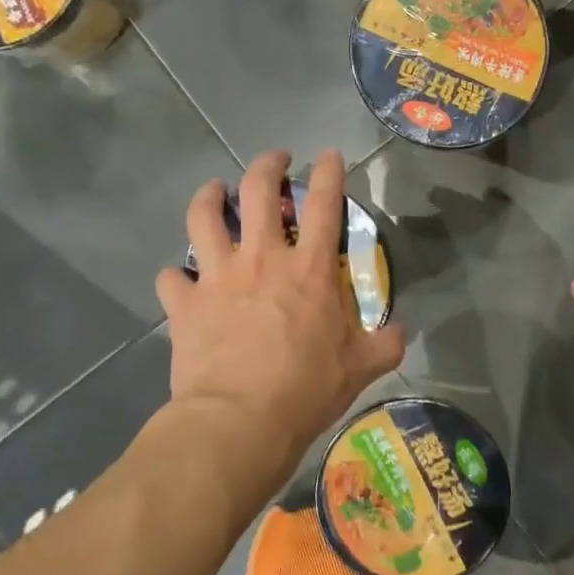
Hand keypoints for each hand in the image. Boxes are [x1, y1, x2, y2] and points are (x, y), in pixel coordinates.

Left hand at [157, 149, 404, 477]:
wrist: (240, 420)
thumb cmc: (306, 390)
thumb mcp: (360, 369)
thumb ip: (385, 345)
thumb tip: (401, 333)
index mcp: (310, 269)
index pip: (325, 204)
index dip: (328, 172)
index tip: (328, 154)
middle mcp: (263, 258)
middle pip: (259, 190)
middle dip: (268, 164)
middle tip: (274, 160)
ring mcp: (218, 276)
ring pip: (204, 215)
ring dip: (209, 196)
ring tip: (215, 192)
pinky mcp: (185, 302)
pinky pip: (172, 276)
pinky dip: (177, 275)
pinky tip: (182, 279)